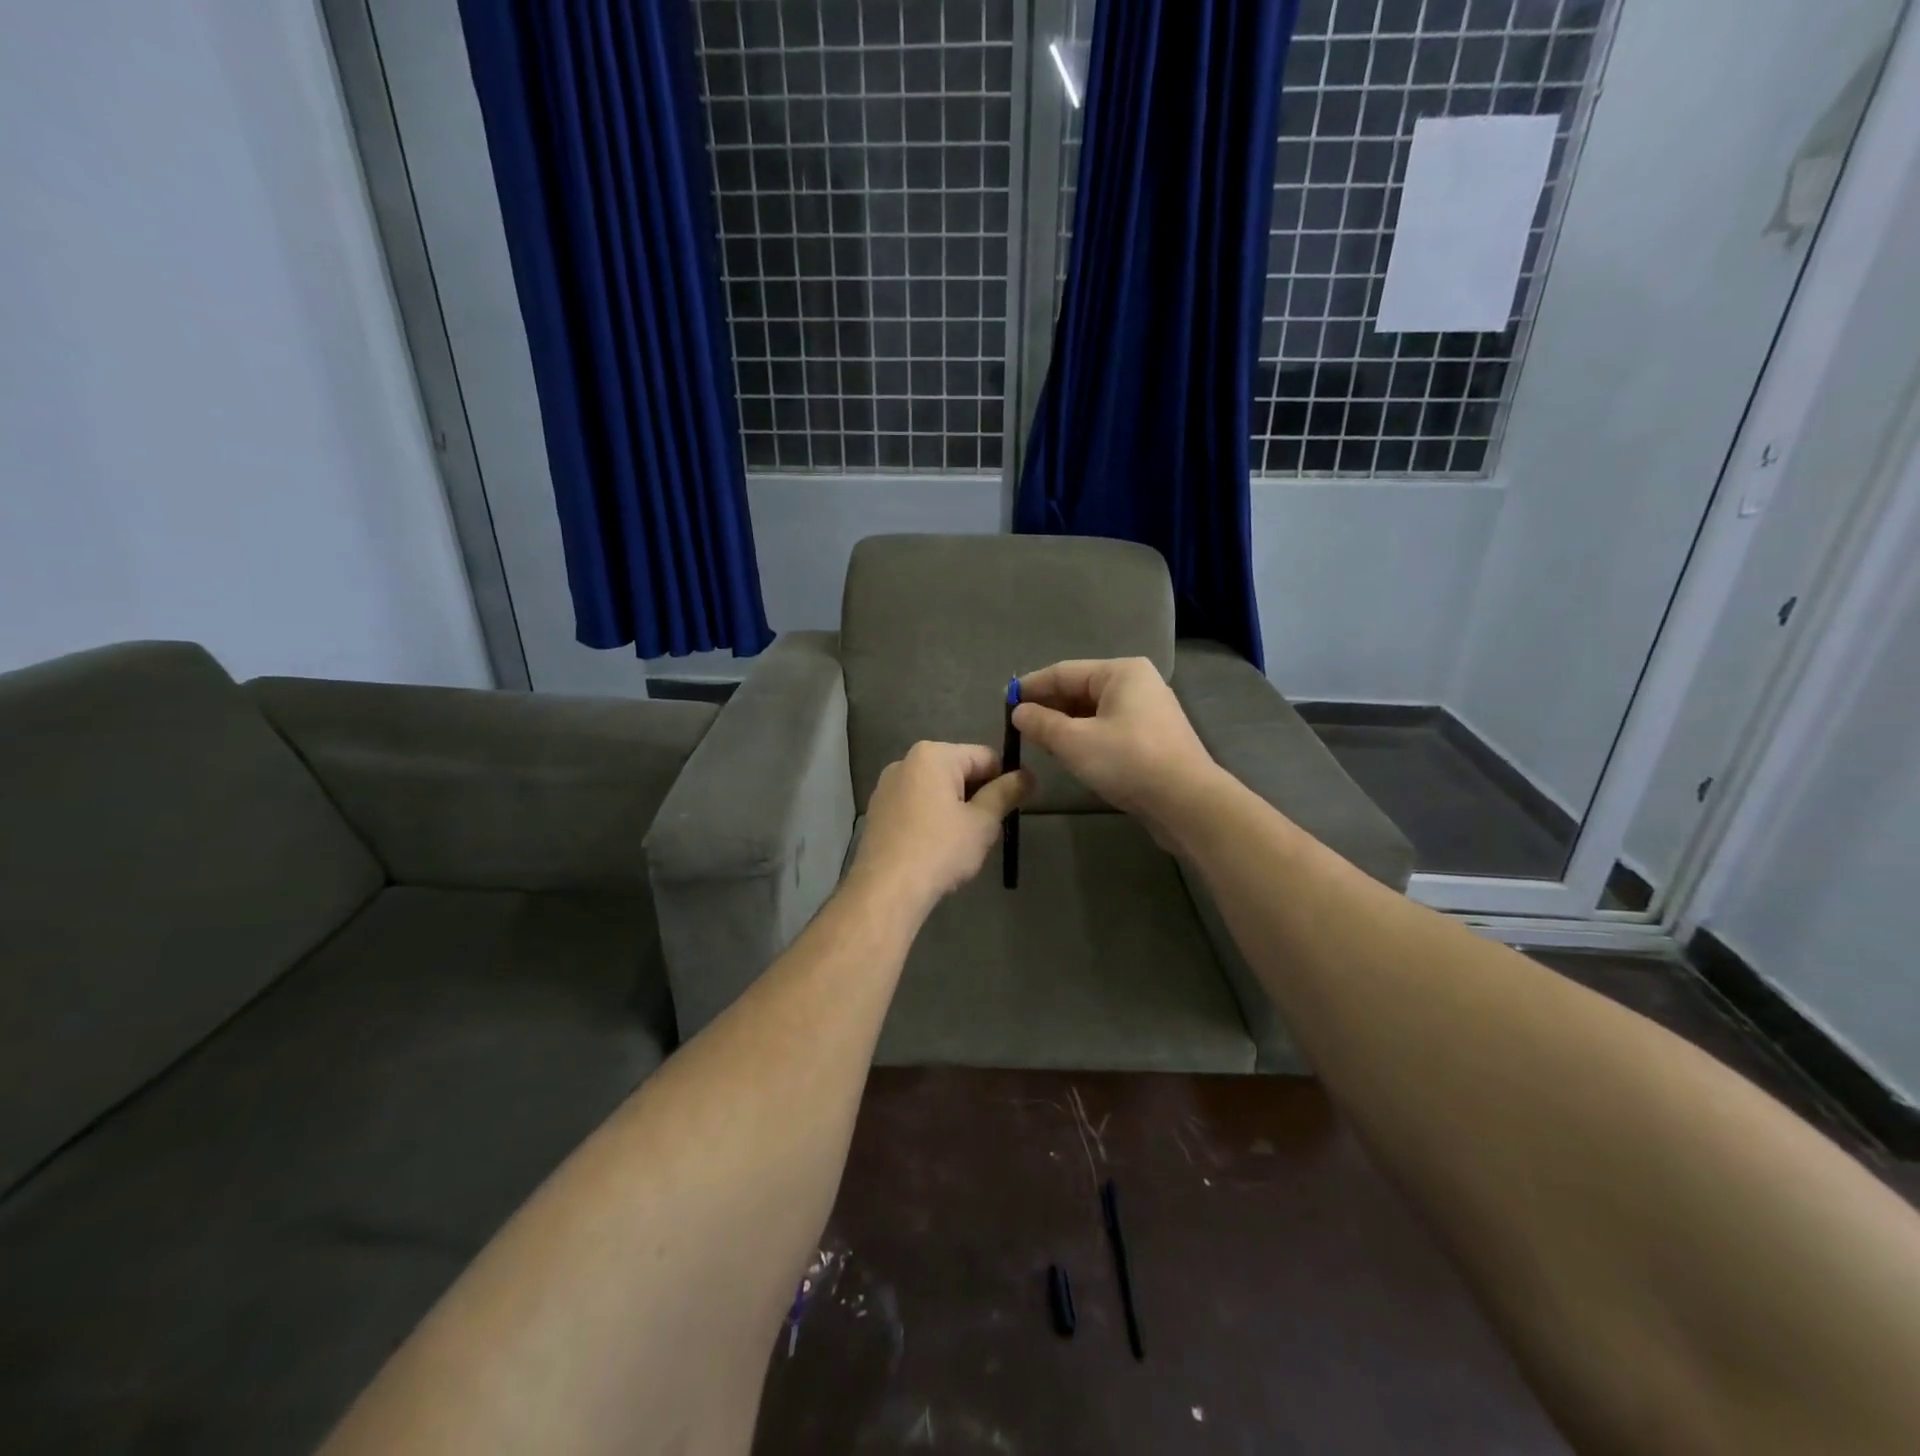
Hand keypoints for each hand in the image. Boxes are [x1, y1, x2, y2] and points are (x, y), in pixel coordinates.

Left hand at [845, 742, 1032, 916]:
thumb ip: (1006, 793)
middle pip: (958, 770)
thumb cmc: (940, 849)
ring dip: (955, 808)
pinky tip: (935, 848)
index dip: (1005, 780)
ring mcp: (886, 787)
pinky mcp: (877, 812)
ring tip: (961, 843)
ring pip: (936, 790)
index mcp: (933, 755)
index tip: (1012, 809)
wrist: (886, 890)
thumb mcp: (983, 822)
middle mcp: (905, 762)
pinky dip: (931, 819)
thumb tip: (1027, 775)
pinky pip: (915, 806)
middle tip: (987, 830)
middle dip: (977, 795)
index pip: (985, 757)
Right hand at [1012, 658, 1222, 844]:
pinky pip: (1109, 729)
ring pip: (1094, 712)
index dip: (1031, 686)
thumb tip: (1019, 712)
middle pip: (1081, 689)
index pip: (1064, 672)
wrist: (1186, 802)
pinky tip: (1069, 754)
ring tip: (1038, 741)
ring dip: (1065, 724)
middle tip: (1018, 726)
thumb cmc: (1127, 761)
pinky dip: (1086, 737)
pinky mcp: (1152, 739)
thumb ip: (1041, 723)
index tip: (1004, 702)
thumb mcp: (1074, 741)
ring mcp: (1148, 711)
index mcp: (1121, 672)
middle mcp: (1137, 684)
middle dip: (1049, 706)